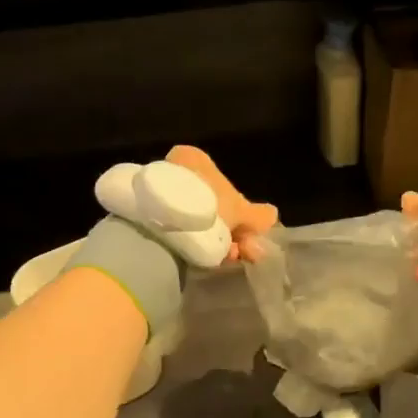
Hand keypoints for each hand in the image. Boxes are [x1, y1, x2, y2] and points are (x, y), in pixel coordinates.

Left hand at [165, 146, 278, 261]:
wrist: (161, 228)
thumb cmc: (208, 207)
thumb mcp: (242, 212)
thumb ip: (258, 215)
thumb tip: (271, 215)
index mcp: (195, 158)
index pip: (224, 185)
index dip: (239, 212)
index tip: (246, 232)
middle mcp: (174, 169)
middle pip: (211, 205)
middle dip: (228, 230)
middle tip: (239, 250)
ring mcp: (158, 193)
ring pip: (196, 220)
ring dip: (215, 240)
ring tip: (225, 258)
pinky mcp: (145, 218)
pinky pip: (178, 231)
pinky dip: (193, 244)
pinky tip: (205, 259)